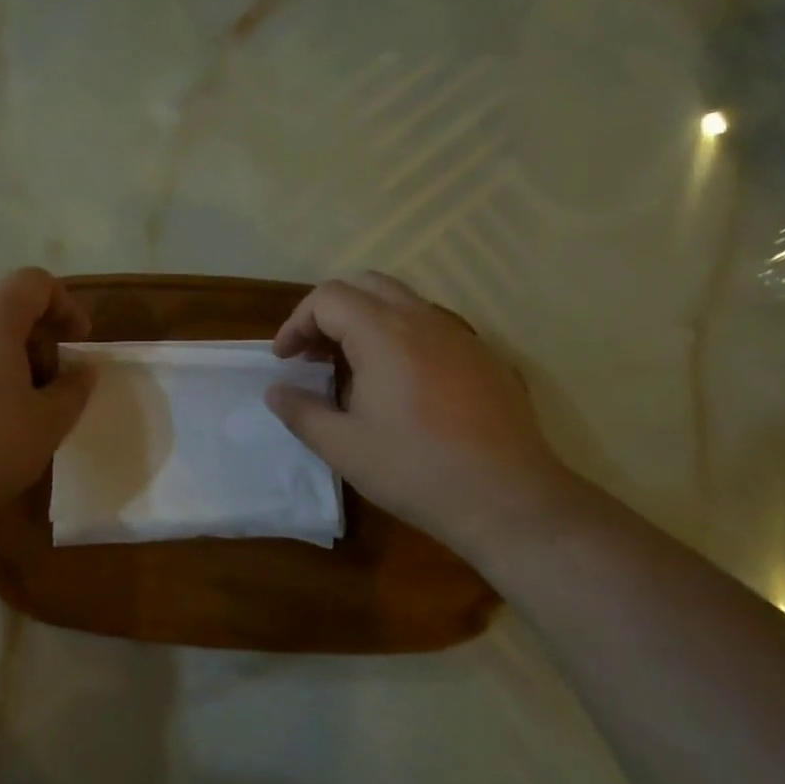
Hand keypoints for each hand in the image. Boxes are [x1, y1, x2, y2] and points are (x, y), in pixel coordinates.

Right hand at [266, 272, 576, 556]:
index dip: (297, 322)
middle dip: (330, 313)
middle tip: (314, 354)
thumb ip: (301, 412)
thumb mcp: (342, 447)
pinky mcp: (484, 358)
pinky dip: (401, 338)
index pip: (328, 298)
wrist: (508, 498)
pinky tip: (401, 387)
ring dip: (366, 323)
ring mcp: (460, 336)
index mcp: (384, 333)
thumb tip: (276, 392)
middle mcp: (423, 320)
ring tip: (352, 369)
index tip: (285, 360)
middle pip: (366, 286)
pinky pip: (432, 328)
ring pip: (402, 303)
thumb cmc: (415, 469)